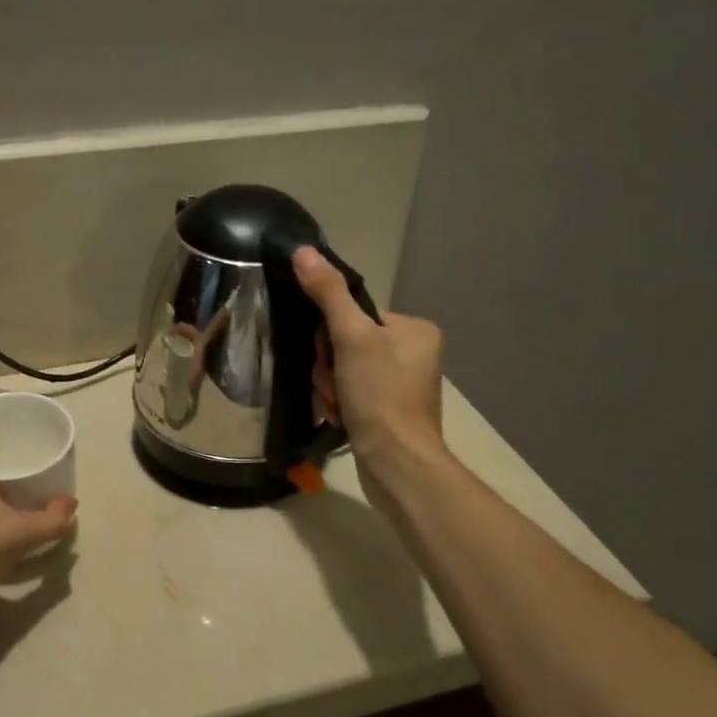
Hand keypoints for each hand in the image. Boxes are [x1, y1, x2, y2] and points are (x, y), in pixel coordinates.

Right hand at [293, 246, 443, 466]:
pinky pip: (349, 395)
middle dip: (329, 368)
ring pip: (342, 371)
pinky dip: (338, 405)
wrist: (396, 465)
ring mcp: (400, 385)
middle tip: (336, 386)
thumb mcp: (352, 338)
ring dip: (330, 388)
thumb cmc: (380, 396)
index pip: (354, 315)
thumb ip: (328, 294)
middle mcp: (412, 353)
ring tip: (339, 407)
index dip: (332, 336)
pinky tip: (341, 419)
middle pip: (345, 344)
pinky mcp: (387, 412)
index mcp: (414, 329)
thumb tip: (303, 251)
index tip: (331, 357)